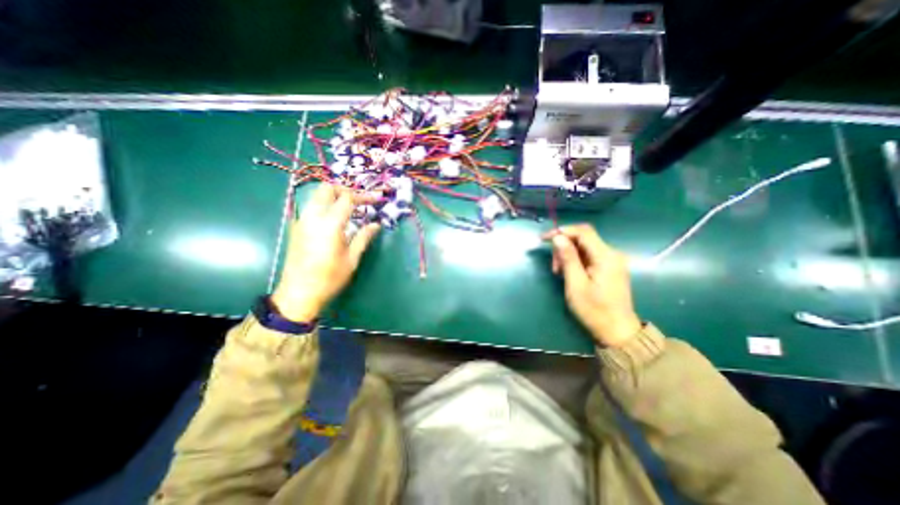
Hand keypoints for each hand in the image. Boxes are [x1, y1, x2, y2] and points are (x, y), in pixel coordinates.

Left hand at [268, 184, 376, 318]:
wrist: (298, 292)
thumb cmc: (330, 277)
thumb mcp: (351, 258)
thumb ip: (363, 237)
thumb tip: (376, 225)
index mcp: (330, 224)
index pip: (347, 198)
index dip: (364, 196)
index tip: (376, 200)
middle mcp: (313, 216)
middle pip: (327, 189)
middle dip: (345, 190)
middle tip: (360, 201)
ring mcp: (301, 220)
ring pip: (317, 195)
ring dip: (334, 196)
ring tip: (350, 209)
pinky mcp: (296, 226)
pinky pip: (311, 206)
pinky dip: (325, 205)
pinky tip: (335, 219)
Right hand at [545, 224, 642, 346]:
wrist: (617, 332)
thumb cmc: (594, 310)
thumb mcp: (576, 284)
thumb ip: (568, 258)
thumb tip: (558, 237)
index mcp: (606, 257)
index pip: (583, 232)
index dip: (562, 231)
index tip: (545, 239)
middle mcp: (612, 254)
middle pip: (583, 238)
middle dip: (564, 246)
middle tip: (554, 266)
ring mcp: (612, 261)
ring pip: (584, 247)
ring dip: (568, 255)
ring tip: (559, 272)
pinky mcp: (610, 267)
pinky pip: (589, 256)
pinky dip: (576, 261)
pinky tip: (569, 273)